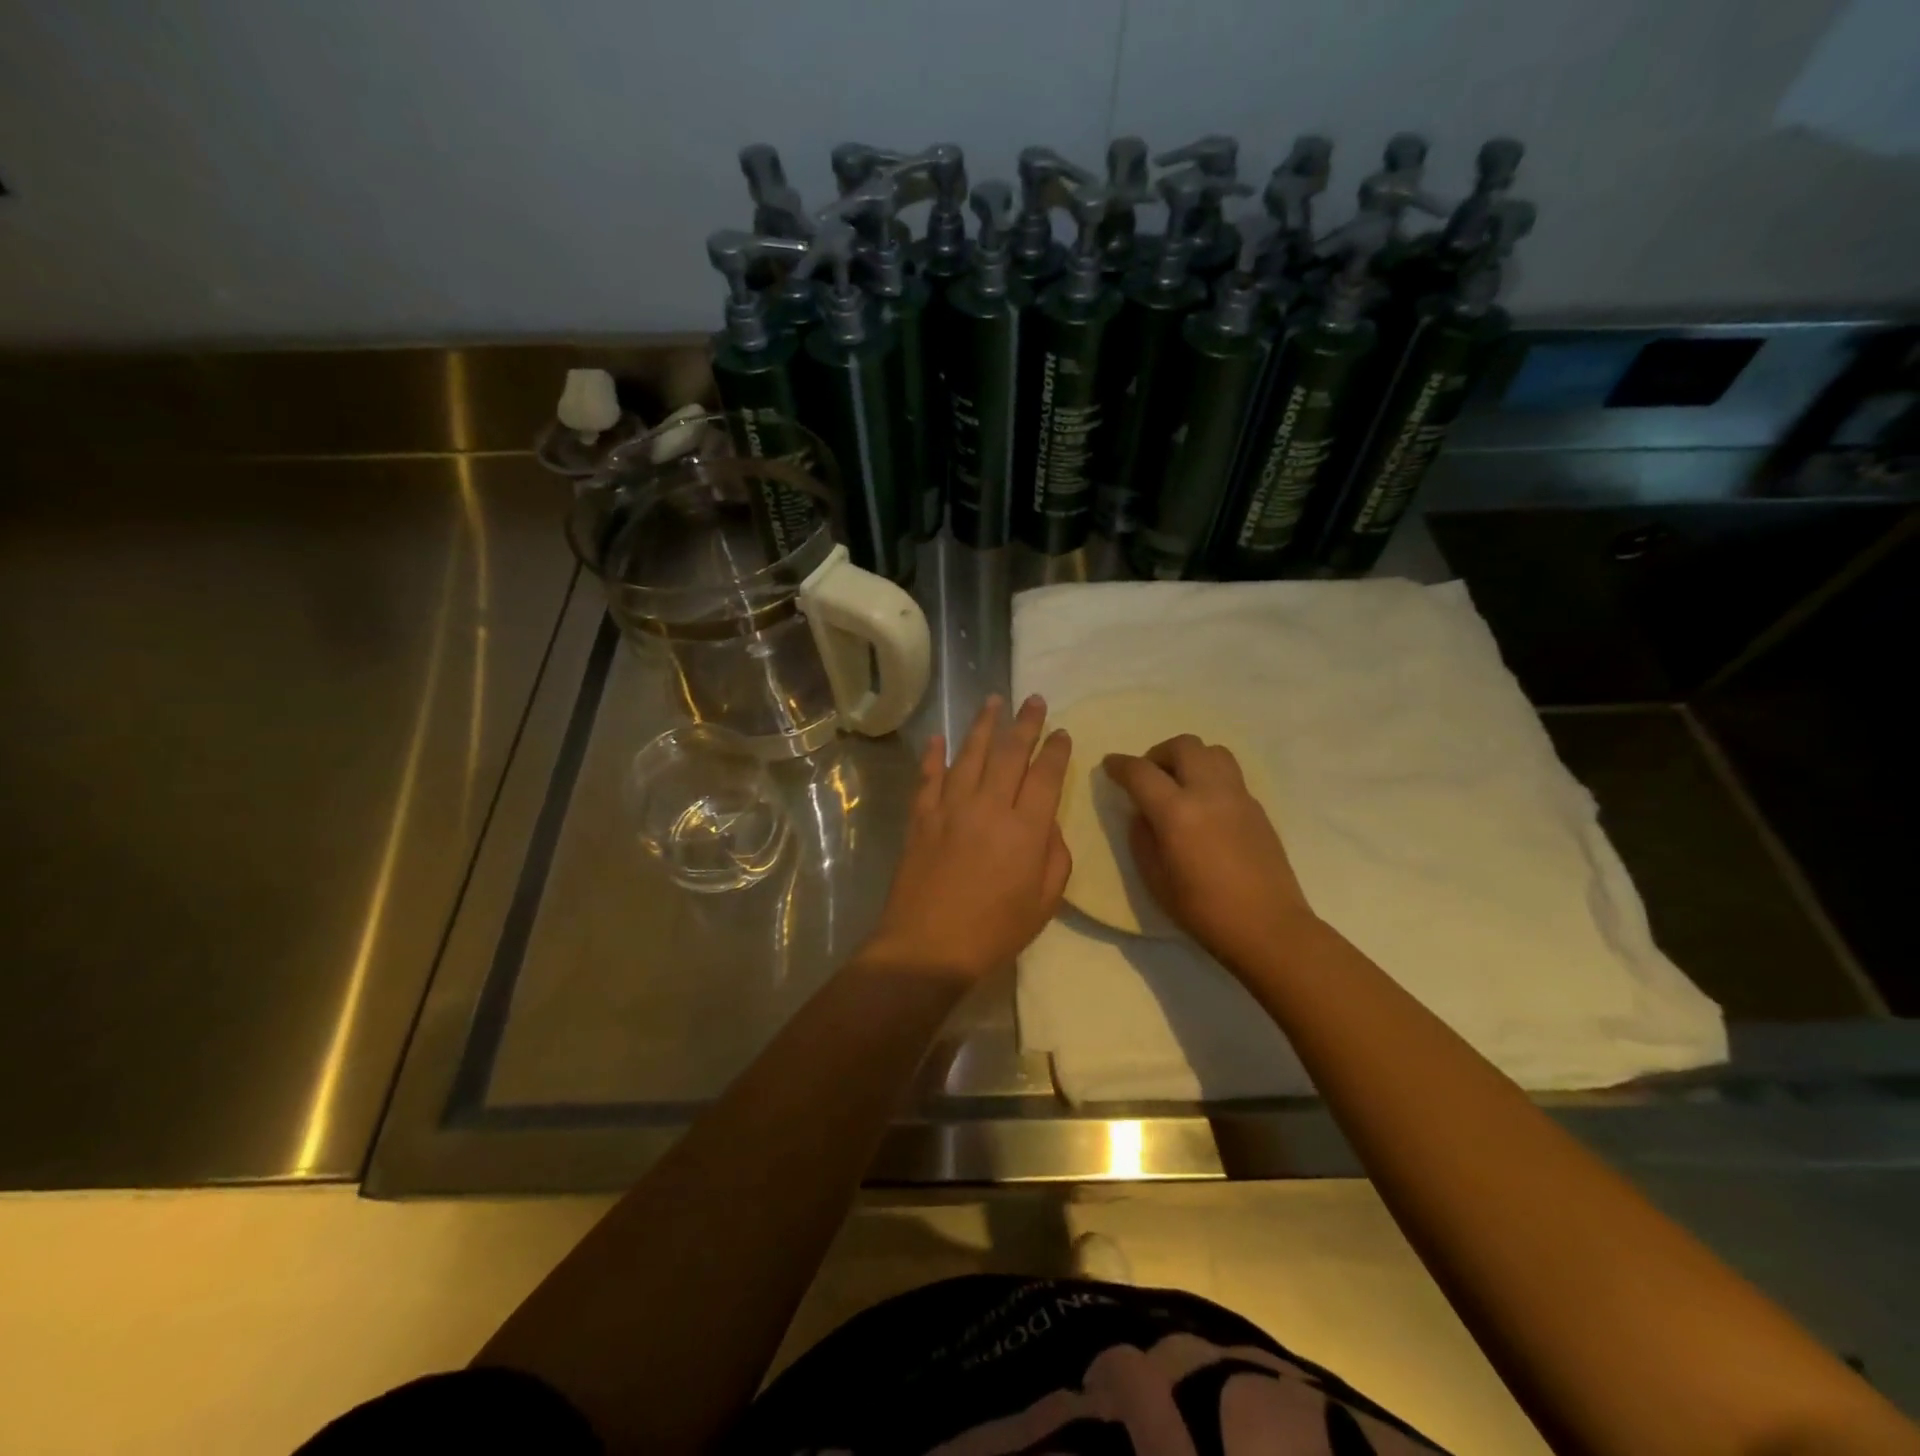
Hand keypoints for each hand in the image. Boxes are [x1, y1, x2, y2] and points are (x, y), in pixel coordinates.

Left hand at [864, 695, 1072, 980]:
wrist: (928, 947)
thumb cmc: (994, 931)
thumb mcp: (1045, 902)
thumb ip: (1054, 856)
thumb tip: (1047, 823)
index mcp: (1025, 829)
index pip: (1046, 775)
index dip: (1056, 750)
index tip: (1062, 731)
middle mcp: (989, 806)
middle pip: (1010, 753)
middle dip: (1025, 723)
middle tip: (1034, 700)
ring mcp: (950, 807)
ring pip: (969, 754)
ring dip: (983, 725)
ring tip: (994, 700)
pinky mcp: (921, 817)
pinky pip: (928, 776)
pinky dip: (934, 754)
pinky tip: (939, 738)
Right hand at [1103, 735, 1316, 970]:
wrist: (1268, 927)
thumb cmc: (1203, 911)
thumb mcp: (1155, 879)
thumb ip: (1142, 838)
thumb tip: (1142, 814)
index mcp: (1177, 813)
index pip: (1141, 772)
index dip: (1120, 765)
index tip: (1109, 766)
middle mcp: (1209, 793)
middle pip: (1183, 746)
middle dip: (1158, 753)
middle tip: (1148, 776)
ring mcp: (1238, 796)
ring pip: (1212, 752)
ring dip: (1189, 758)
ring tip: (1179, 784)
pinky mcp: (1257, 807)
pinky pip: (1229, 775)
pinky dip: (1209, 777)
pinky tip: (1204, 806)